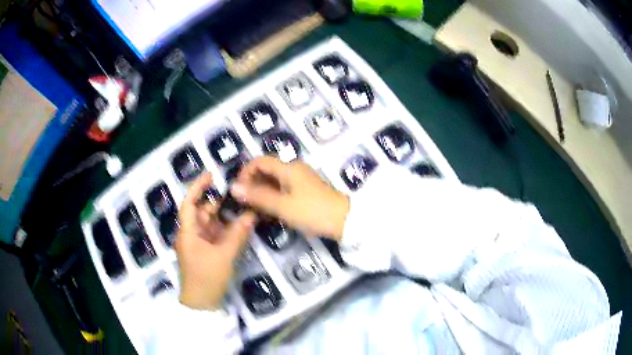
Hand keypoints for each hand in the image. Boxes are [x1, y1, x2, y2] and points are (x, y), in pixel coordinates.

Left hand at [176, 172, 255, 309]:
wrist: (202, 303)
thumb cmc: (206, 277)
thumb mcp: (223, 255)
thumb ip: (237, 234)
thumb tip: (251, 215)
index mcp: (188, 232)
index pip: (189, 203)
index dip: (198, 187)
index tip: (211, 174)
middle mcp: (192, 234)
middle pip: (203, 212)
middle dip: (218, 202)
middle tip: (238, 192)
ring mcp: (200, 244)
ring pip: (212, 224)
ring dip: (226, 217)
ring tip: (243, 206)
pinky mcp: (208, 252)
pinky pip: (217, 235)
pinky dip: (228, 230)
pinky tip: (241, 225)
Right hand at [231, 157, 348, 239]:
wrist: (345, 220)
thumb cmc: (312, 212)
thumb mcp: (282, 206)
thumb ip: (258, 196)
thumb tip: (233, 187)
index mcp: (288, 168)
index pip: (259, 161)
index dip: (245, 173)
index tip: (238, 190)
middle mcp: (293, 169)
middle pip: (266, 170)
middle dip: (253, 184)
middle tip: (245, 204)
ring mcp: (301, 180)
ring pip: (274, 181)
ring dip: (262, 193)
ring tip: (255, 210)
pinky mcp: (305, 190)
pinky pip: (284, 189)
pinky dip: (274, 198)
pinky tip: (270, 212)